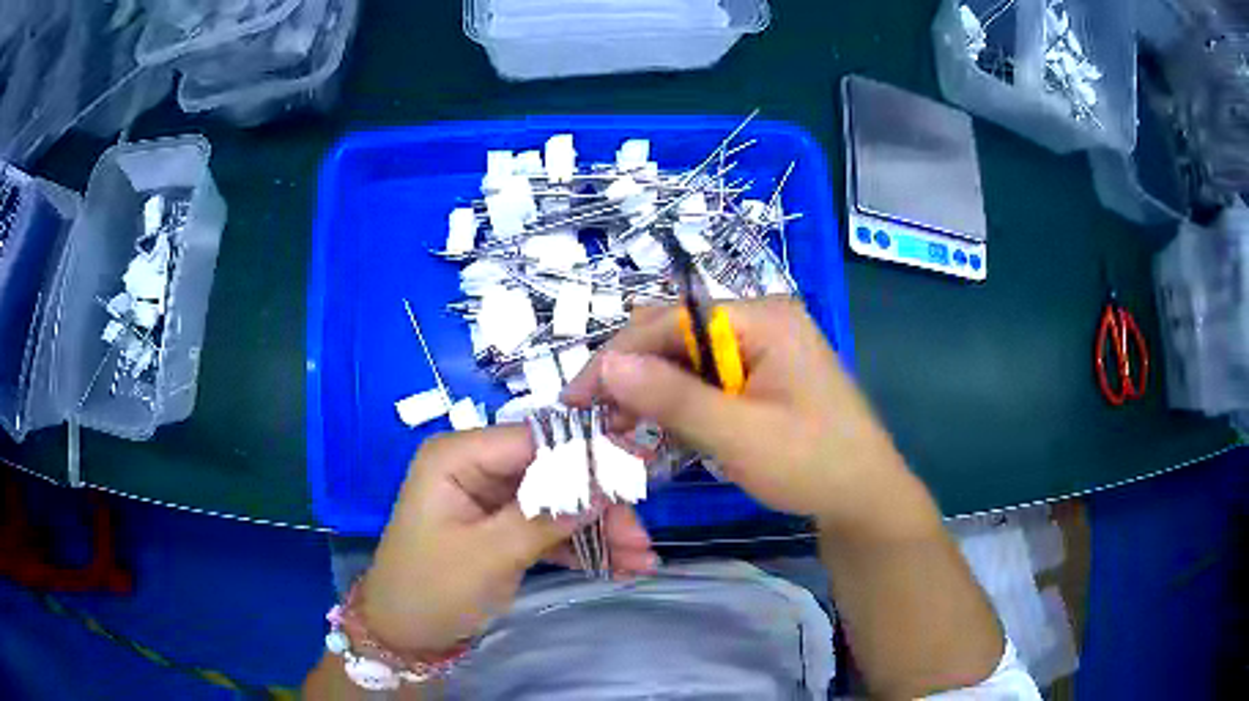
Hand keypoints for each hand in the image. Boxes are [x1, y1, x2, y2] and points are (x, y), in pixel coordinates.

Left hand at [361, 426, 656, 653]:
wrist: (405, 636)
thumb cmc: (430, 589)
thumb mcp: (487, 555)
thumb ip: (546, 517)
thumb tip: (607, 484)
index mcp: (459, 456)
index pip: (535, 439)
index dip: (588, 452)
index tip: (639, 472)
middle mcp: (479, 468)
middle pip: (555, 472)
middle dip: (599, 506)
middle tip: (640, 539)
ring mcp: (494, 499)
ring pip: (560, 502)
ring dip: (600, 531)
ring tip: (640, 560)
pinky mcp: (505, 528)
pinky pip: (552, 528)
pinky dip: (583, 547)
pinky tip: (621, 566)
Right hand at [562, 298, 916, 529]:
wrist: (864, 497)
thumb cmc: (811, 464)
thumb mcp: (738, 435)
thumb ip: (673, 398)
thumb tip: (605, 366)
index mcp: (762, 317)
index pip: (671, 320)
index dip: (617, 355)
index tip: (575, 396)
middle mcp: (761, 320)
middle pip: (678, 336)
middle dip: (635, 375)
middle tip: (599, 419)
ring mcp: (764, 346)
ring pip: (689, 359)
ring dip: (654, 392)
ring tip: (624, 429)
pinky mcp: (764, 374)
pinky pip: (709, 378)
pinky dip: (681, 403)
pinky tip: (663, 429)